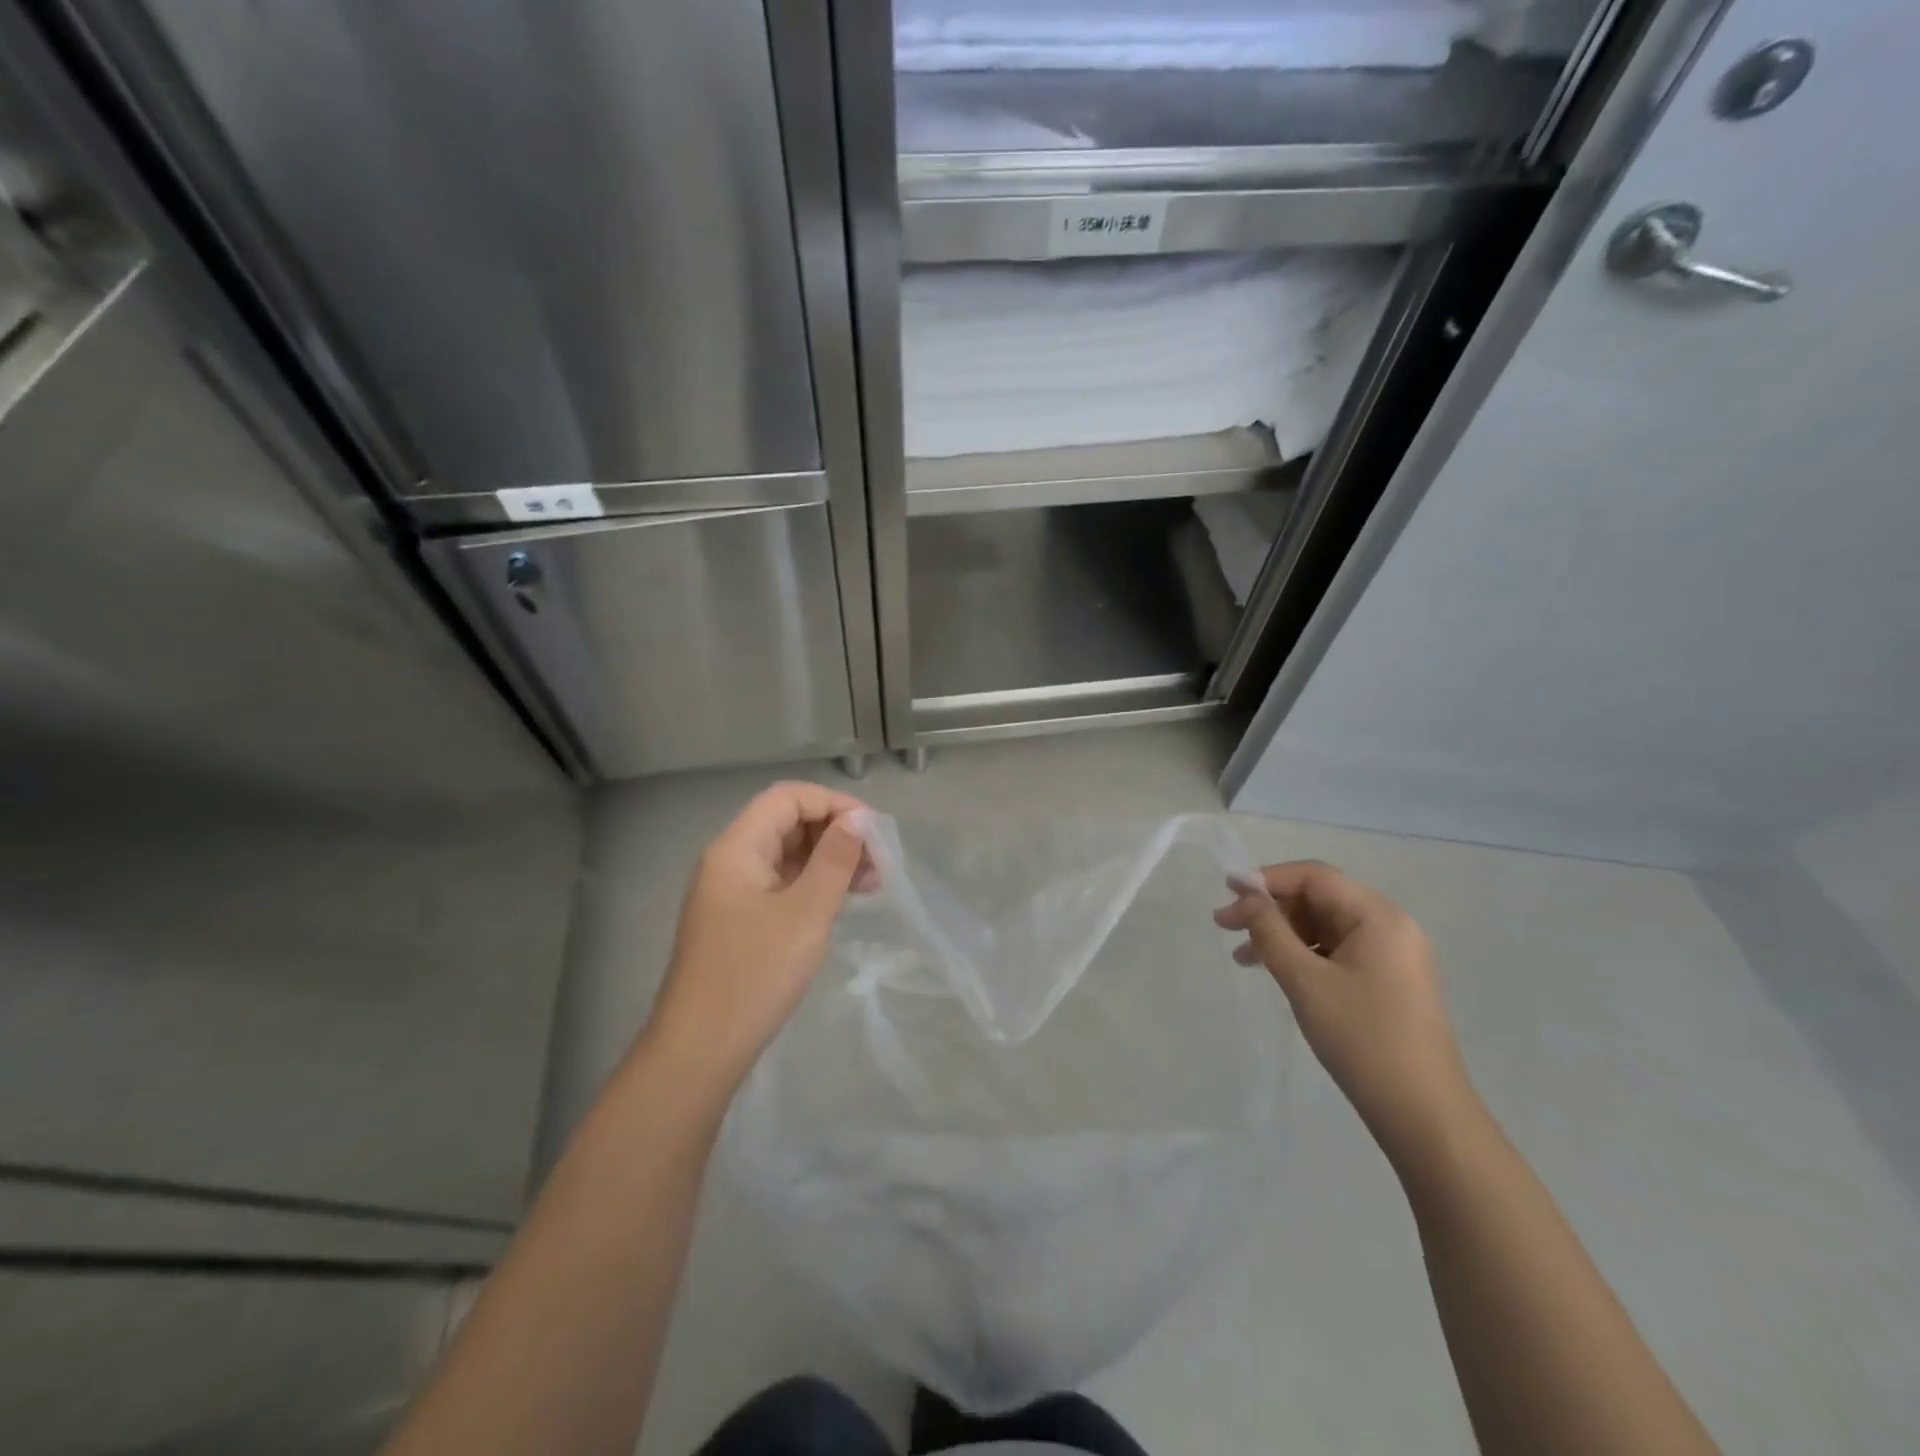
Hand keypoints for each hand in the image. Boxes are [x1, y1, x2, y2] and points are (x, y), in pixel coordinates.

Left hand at [645, 782, 875, 1093]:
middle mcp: (729, 861)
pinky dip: (813, 884)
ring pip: (786, 855)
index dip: (834, 804)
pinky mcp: (738, 920)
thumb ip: (834, 859)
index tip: (873, 831)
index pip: (788, 798)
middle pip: (787, 823)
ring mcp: (731, 892)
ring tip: (870, 883)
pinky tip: (840, 902)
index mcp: (737, 848)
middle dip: (835, 833)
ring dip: (829, 860)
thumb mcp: (806, 913)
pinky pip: (780, 884)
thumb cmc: (755, 974)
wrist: (700, 1049)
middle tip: (878, 862)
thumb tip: (857, 820)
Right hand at [1215, 862, 1478, 1166]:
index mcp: (1378, 916)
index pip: (1315, 877)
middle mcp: (1390, 927)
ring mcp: (1392, 956)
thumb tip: (1246, 895)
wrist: (1422, 1112)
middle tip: (1225, 926)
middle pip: (1319, 899)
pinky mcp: (1388, 982)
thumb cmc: (1361, 1037)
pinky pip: (1337, 952)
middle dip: (1270, 909)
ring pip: (1325, 927)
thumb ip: (1270, 930)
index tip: (1227, 890)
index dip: (1267, 878)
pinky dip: (1303, 955)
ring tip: (1242, 956)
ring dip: (1281, 934)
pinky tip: (1275, 972)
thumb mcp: (1305, 979)